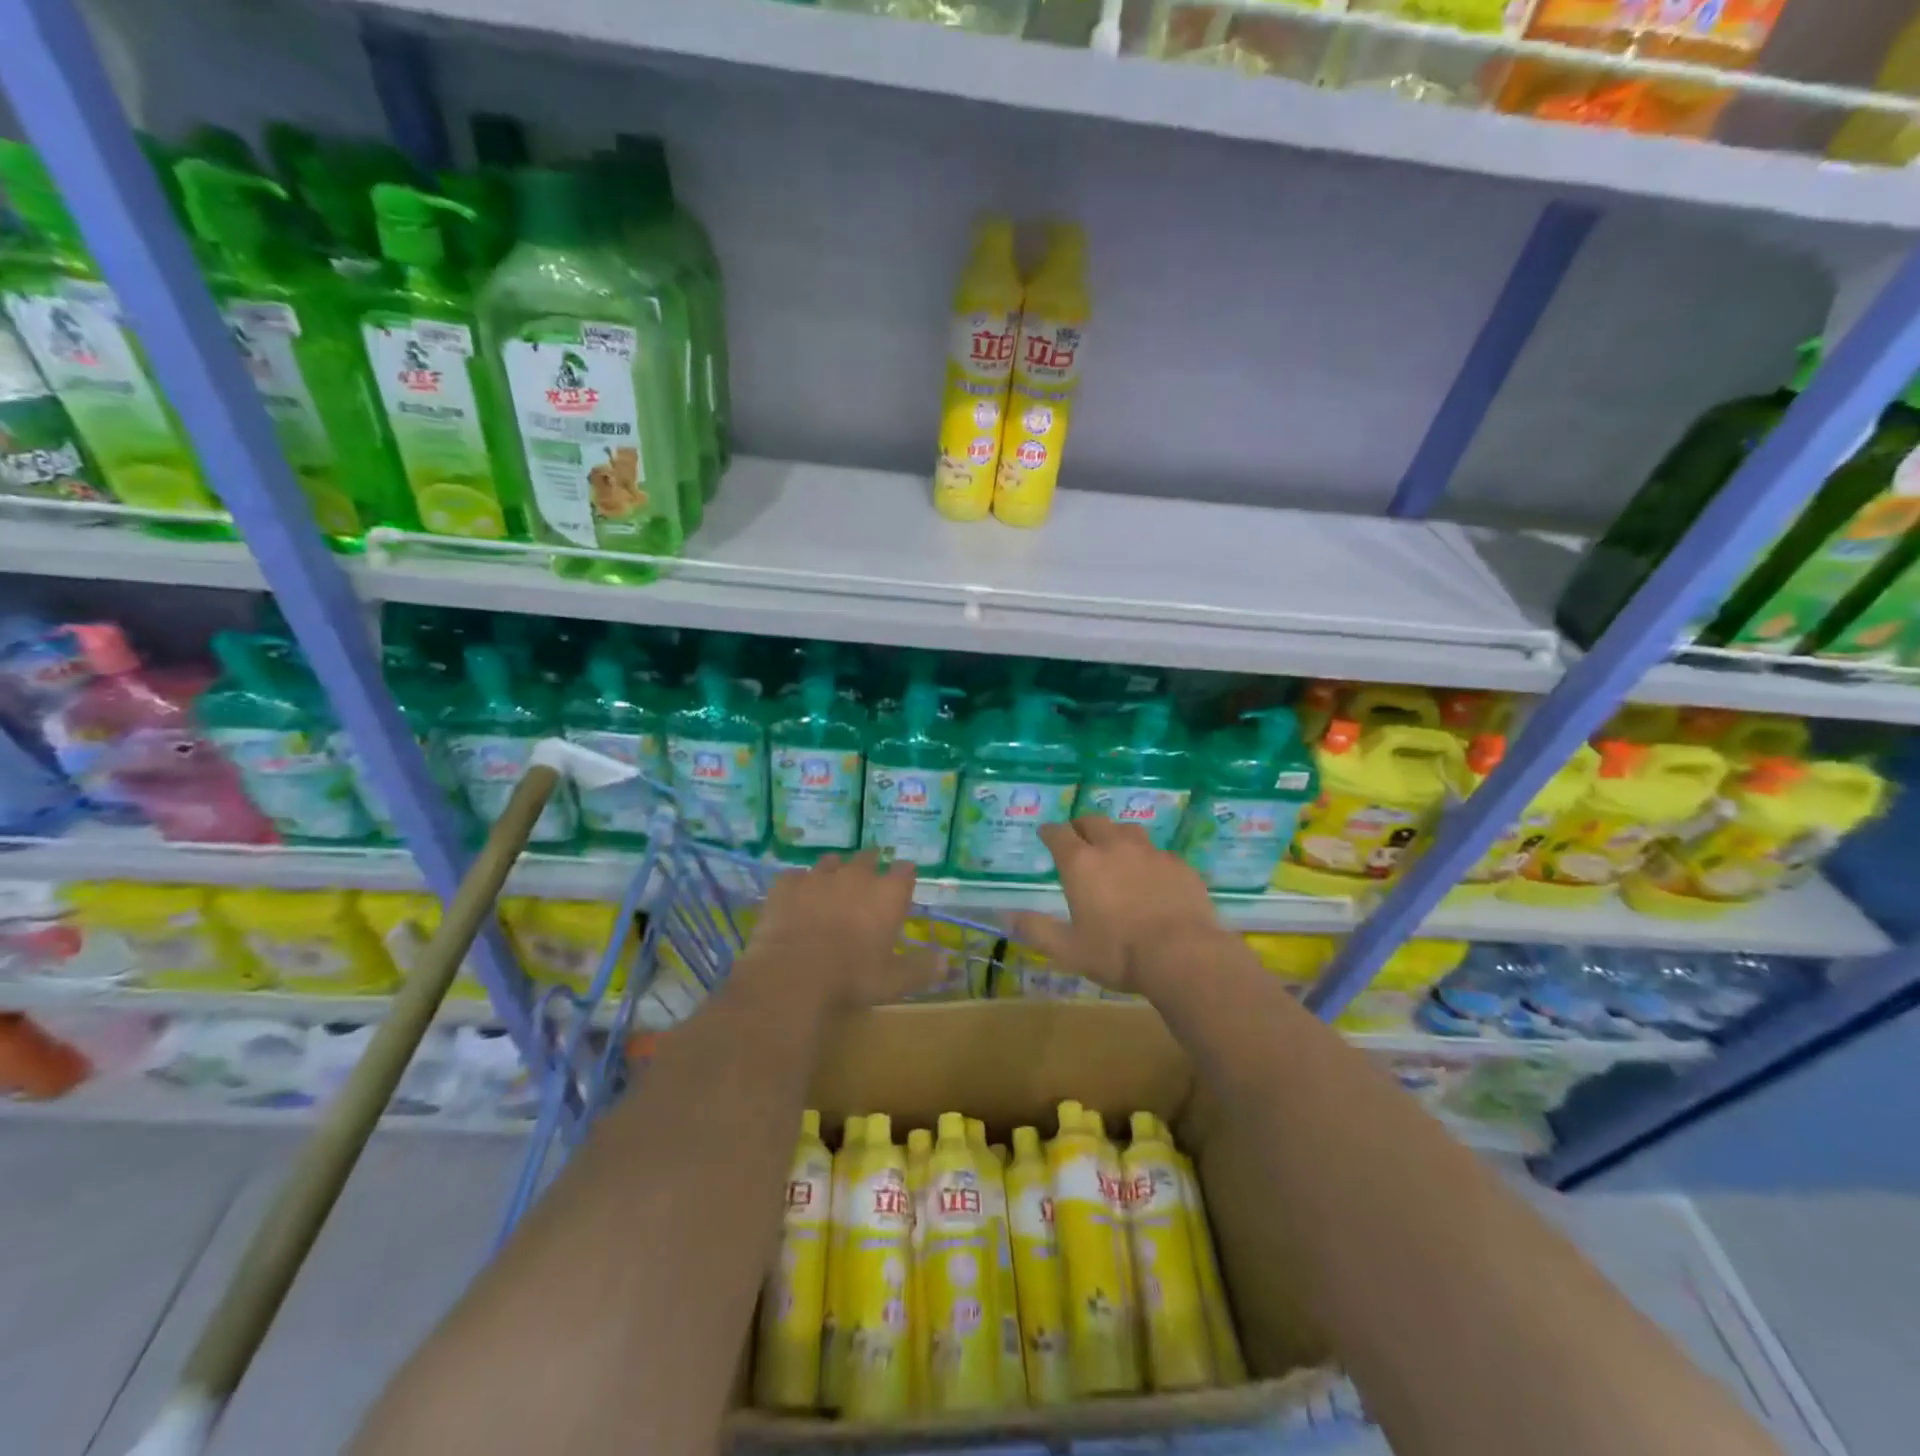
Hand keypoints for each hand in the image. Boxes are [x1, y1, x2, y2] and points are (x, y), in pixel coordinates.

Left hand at [739, 851, 937, 1012]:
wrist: (793, 974)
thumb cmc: (852, 977)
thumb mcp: (894, 981)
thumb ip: (922, 968)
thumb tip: (947, 962)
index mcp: (887, 894)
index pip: (904, 871)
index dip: (904, 876)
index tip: (903, 883)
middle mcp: (856, 875)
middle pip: (868, 857)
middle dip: (870, 866)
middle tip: (867, 883)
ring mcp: (819, 875)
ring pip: (831, 861)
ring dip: (835, 871)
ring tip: (832, 887)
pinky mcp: (787, 884)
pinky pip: (796, 876)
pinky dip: (799, 885)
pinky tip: (796, 899)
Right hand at [1009, 817, 1223, 996]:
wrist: (1182, 956)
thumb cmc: (1117, 953)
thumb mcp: (1068, 949)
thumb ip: (1036, 929)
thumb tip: (1004, 916)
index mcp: (1081, 864)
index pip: (1059, 834)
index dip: (1049, 832)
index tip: (1045, 833)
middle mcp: (1114, 847)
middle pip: (1094, 822)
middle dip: (1081, 826)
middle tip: (1078, 837)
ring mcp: (1150, 853)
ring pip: (1127, 830)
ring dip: (1115, 835)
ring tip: (1114, 848)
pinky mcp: (1179, 865)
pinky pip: (1158, 852)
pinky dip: (1147, 857)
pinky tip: (1151, 874)